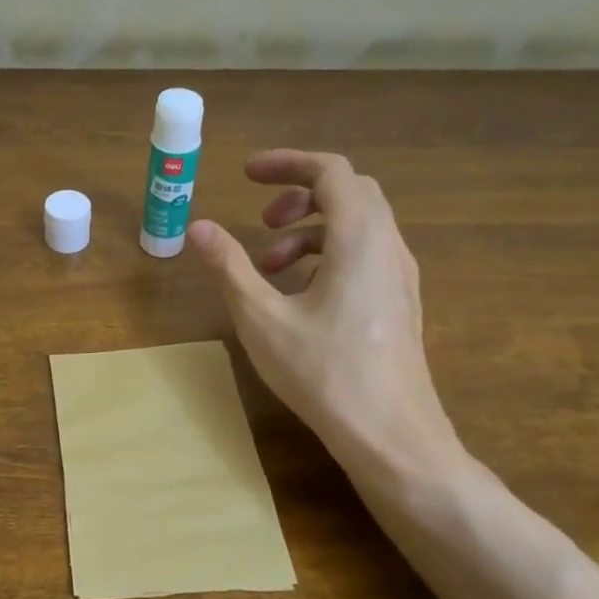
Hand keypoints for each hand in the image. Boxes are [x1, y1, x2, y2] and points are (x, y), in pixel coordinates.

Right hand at [190, 151, 461, 475]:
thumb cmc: (324, 374)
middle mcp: (388, 247)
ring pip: (359, 226)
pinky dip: (329, 255)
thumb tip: (198, 227)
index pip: (331, 171)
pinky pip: (366, 255)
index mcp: (360, 239)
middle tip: (261, 221)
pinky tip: (300, 296)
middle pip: (350, 193)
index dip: (287, 163)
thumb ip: (230, 267)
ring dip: (311, 230)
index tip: (246, 175)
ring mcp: (400, 277)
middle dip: (300, 196)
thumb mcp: (263, 319)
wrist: (392, 435)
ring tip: (270, 267)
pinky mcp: (399, 303)